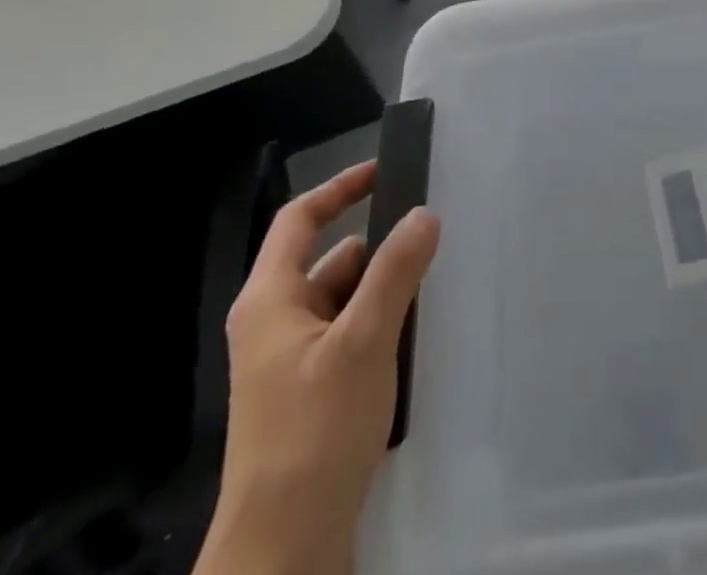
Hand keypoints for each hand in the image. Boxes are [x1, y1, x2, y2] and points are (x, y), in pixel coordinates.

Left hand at [195, 161, 440, 574]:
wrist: (284, 550)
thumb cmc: (314, 431)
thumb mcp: (363, 341)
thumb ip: (395, 272)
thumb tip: (424, 213)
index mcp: (270, 300)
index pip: (299, 220)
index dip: (339, 189)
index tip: (385, 170)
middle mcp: (275, 324)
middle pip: (331, 260)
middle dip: (379, 247)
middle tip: (433, 233)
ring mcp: (291, 362)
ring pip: (344, 301)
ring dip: (385, 289)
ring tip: (436, 281)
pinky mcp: (310, 395)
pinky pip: (349, 336)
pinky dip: (380, 325)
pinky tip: (417, 334)